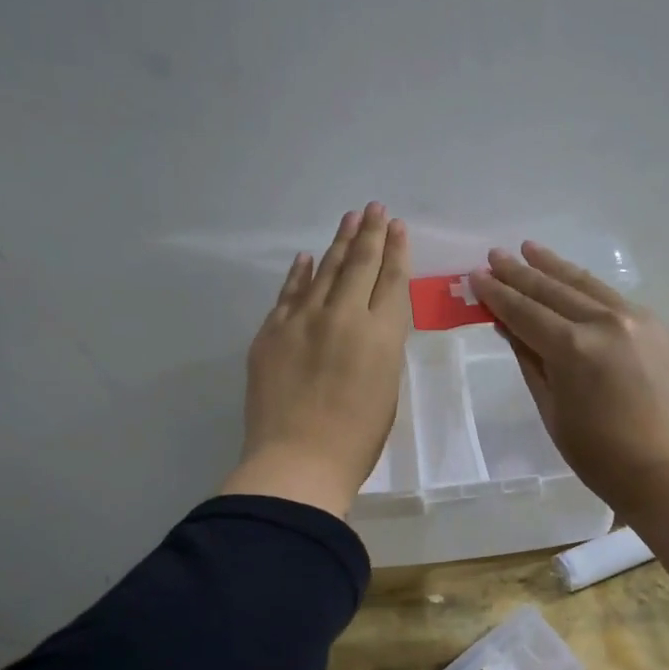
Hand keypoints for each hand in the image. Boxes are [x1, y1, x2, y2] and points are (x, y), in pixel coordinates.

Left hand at [222, 204, 410, 517]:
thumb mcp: (387, 389)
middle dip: (369, 234)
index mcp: (381, 335)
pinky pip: (288, 294)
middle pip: (358, 265)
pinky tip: (306, 257)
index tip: (396, 227)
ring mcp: (302, 321)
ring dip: (337, 243)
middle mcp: (344, 317)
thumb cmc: (356, 440)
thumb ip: (381, 348)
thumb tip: (370, 325)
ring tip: (348, 219)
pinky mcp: (271, 333)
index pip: (391, 281)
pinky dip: (298, 274)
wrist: (297, 461)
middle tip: (373, 208)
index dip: (396, 251)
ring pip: (323, 271)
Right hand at [471, 242, 668, 511]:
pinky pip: (615, 300)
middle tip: (496, 255)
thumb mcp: (551, 408)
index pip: (525, 312)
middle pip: (553, 290)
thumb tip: (509, 326)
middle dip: (520, 273)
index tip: (476, 276)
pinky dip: (589, 289)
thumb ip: (530, 360)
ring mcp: (638, 320)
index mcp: (573, 348)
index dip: (497, 294)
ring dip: (555, 266)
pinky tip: (575, 282)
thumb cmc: (598, 453)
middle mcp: (606, 322)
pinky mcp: (660, 327)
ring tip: (530, 249)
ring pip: (587, 285)